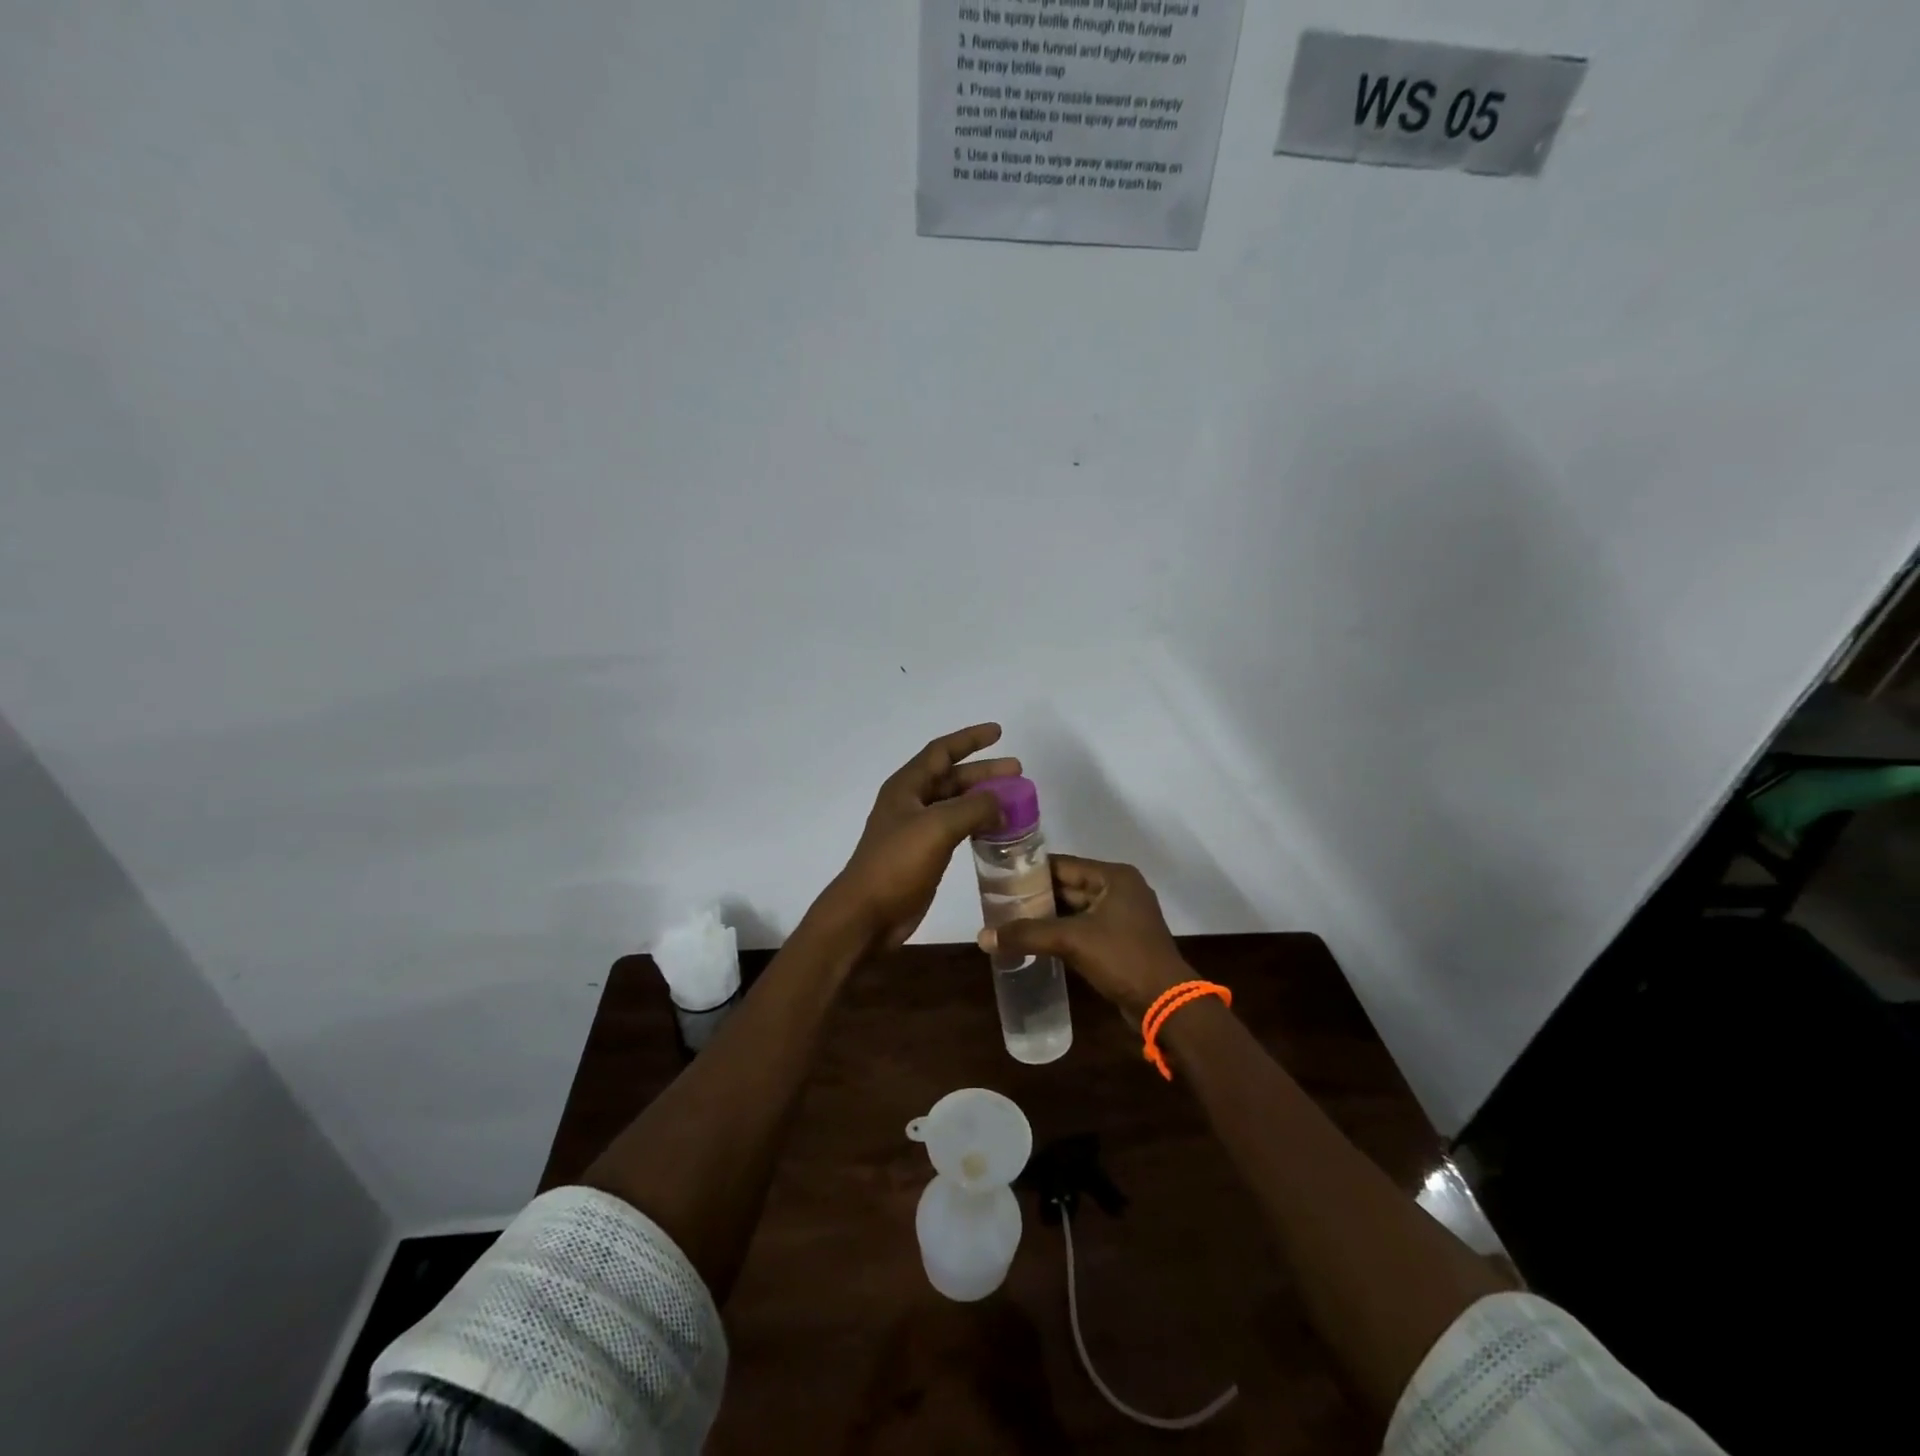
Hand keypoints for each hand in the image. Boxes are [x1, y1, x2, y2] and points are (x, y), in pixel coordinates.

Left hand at [816, 724, 1019, 951]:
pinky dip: (978, 825)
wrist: (868, 914)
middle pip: (952, 778)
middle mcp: (911, 803)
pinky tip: (998, 831)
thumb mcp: (937, 827)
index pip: (942, 751)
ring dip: (984, 799)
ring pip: (956, 805)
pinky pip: (956, 830)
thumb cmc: (897, 863)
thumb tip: (1001, 801)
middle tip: (1018, 772)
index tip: (999, 732)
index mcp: (907, 787)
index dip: (970, 739)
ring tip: (1015, 801)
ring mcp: (917, 830)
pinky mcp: (924, 855)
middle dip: (984, 772)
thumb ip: (972, 808)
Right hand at [979, 856, 1189, 1019]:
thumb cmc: (1123, 958)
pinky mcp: (1120, 941)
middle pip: (1068, 886)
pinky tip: (1034, 941)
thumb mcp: (1072, 941)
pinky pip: (1083, 929)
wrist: (1166, 1004)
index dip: (1031, 871)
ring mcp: (1122, 917)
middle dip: (1036, 896)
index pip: (1063, 865)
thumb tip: (982, 936)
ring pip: (1074, 910)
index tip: (1000, 877)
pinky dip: (1060, 933)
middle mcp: (1120, 890)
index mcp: (1114, 877)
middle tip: (999, 902)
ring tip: (1010, 921)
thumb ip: (1027, 935)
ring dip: (1047, 917)